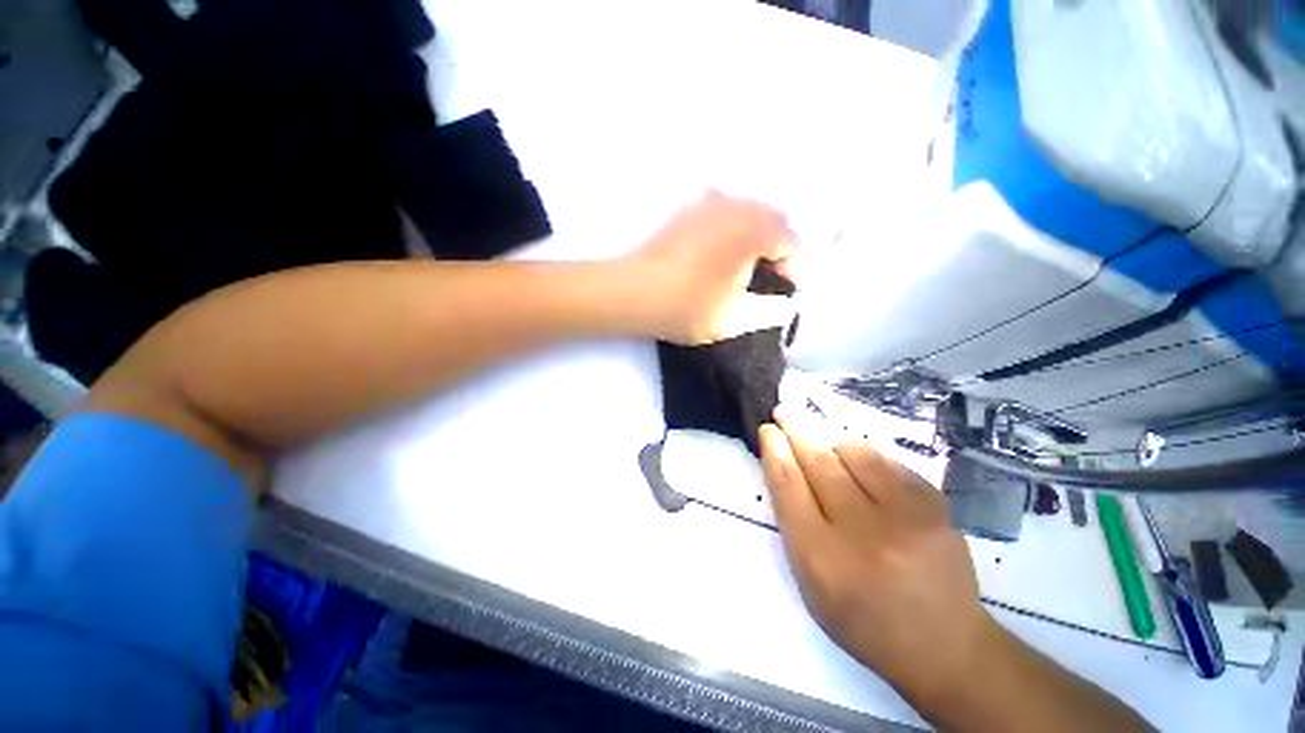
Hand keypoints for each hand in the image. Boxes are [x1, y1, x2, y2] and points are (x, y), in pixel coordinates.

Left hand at [618, 191, 796, 344]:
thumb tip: (784, 303)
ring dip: (755, 235)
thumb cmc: (688, 307)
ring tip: (747, 265)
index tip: (787, 290)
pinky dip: (730, 228)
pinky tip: (720, 250)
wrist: (634, 292)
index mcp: (754, 230)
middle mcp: (736, 205)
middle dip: (778, 248)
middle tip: (771, 277)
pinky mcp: (686, 207)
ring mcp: (708, 201)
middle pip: (772, 220)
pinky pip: (721, 211)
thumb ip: (770, 310)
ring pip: (746, 212)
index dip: (794, 268)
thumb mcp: (735, 318)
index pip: (791, 242)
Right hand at [758, 406, 996, 709]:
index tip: (767, 430)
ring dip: (832, 445)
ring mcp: (904, 516)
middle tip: (784, 412)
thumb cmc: (863, 618)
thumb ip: (793, 524)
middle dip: (796, 431)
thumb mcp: (811, 583)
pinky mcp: (935, 505)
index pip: (789, 487)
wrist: (944, 644)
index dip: (774, 451)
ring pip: (854, 453)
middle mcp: (861, 532)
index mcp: (822, 558)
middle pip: (818, 463)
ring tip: (828, 451)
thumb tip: (785, 467)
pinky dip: (867, 459)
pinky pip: (887, 461)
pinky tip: (863, 469)